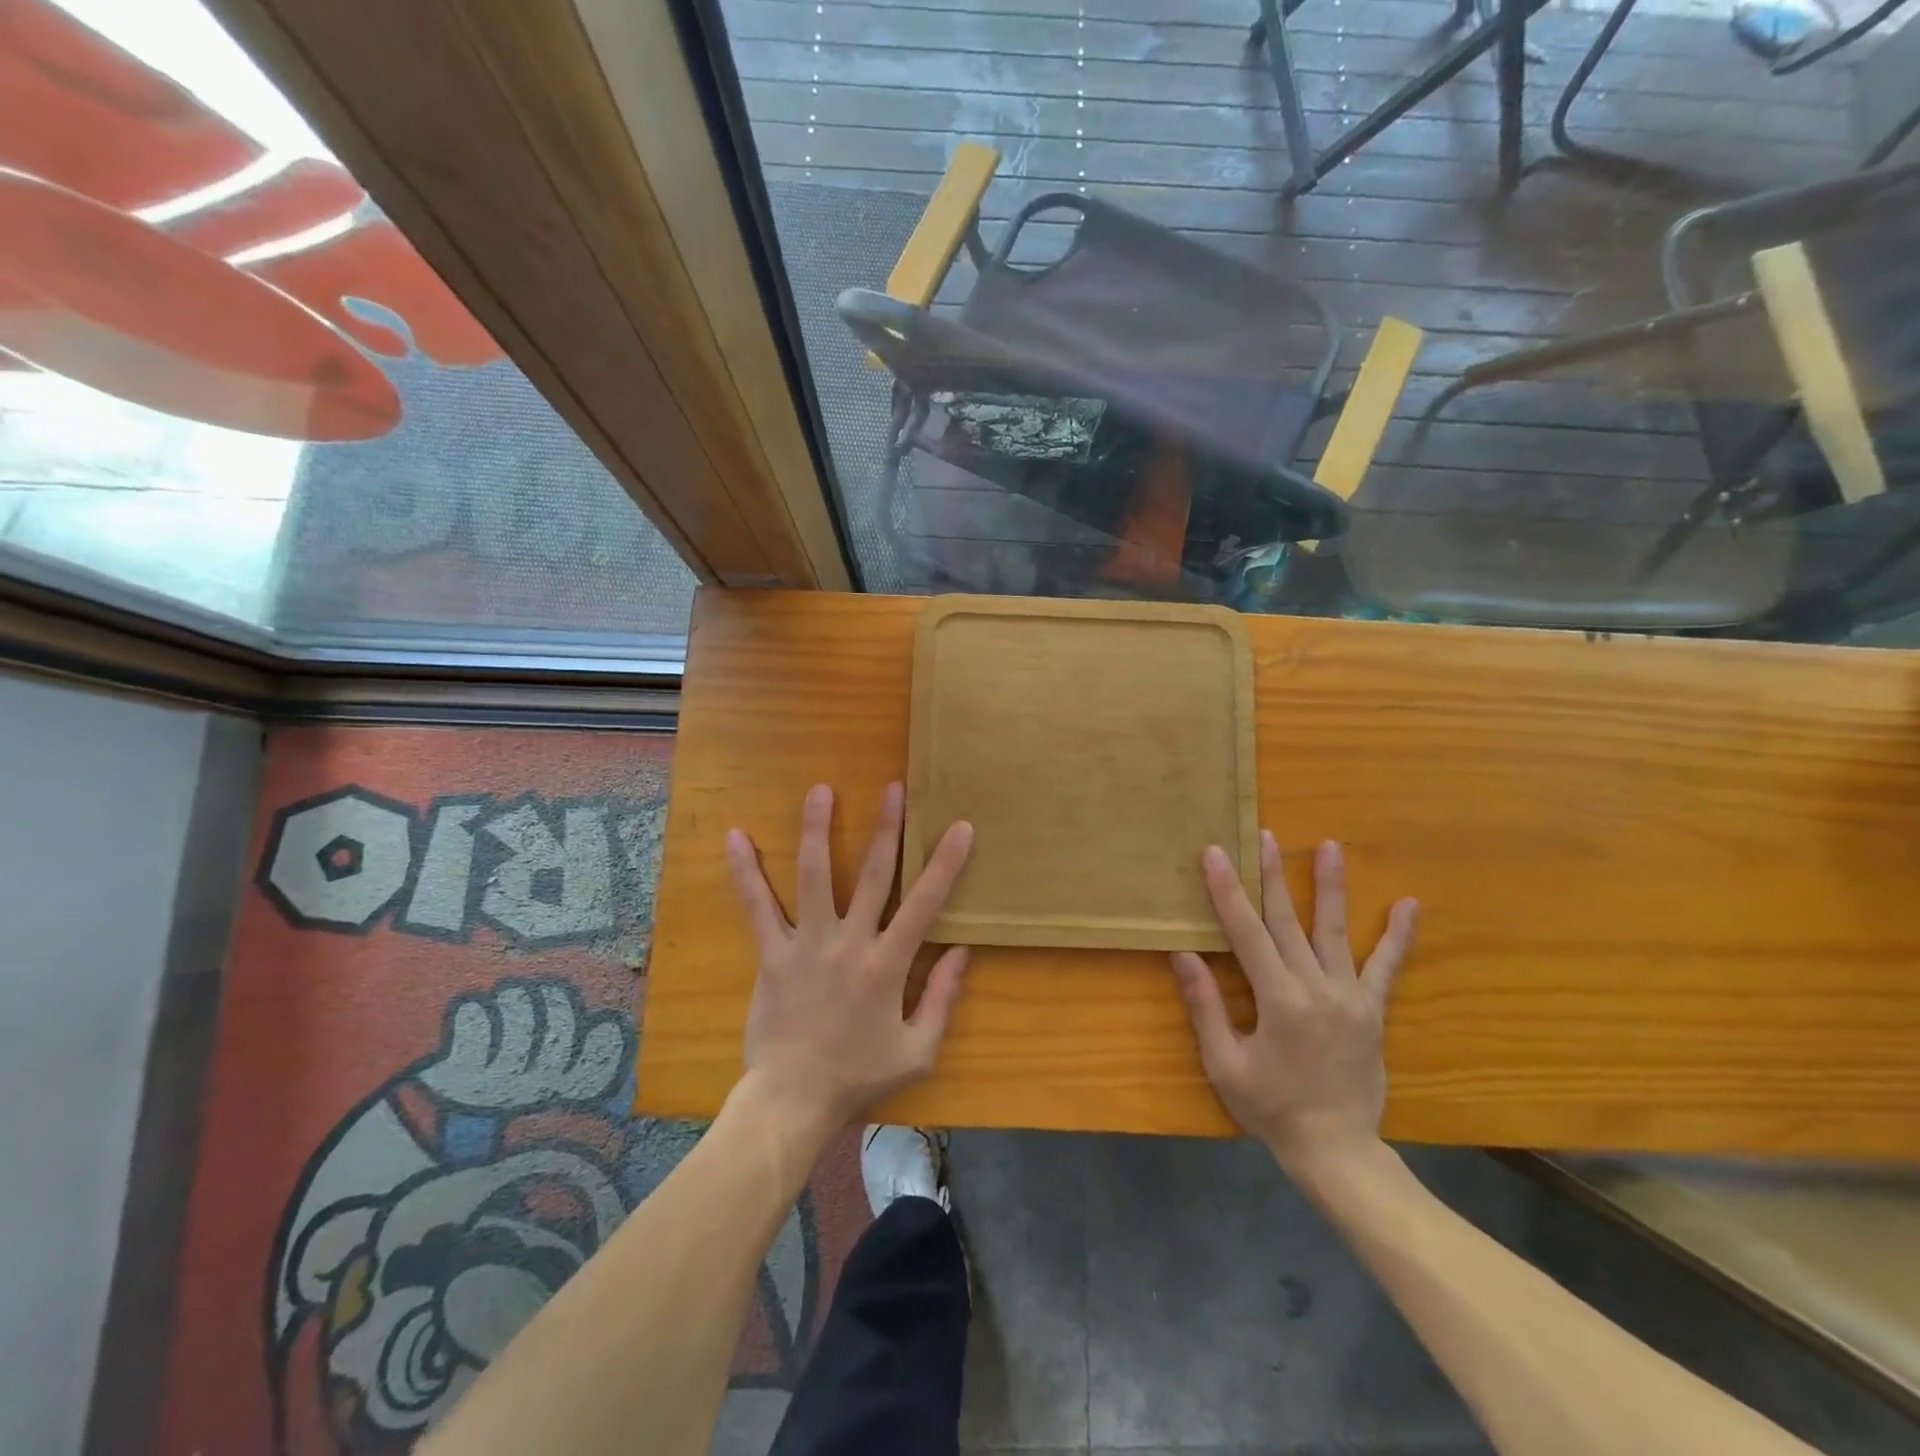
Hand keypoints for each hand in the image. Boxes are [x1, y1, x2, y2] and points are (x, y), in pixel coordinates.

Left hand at [727, 782, 973, 1134]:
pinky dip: (746, 872)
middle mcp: (849, 943)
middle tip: (894, 788)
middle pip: (871, 875)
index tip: (960, 826)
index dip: (945, 863)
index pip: (924, 904)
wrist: (793, 1101)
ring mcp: (806, 944)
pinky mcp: (772, 954)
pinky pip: (757, 907)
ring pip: (813, 876)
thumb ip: (942, 998)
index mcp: (887, 965)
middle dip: (887, 829)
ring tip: (820, 790)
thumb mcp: (918, 1050)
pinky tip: (735, 836)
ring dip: (817, 830)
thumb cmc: (859, 1076)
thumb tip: (962, 950)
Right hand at [1171, 833, 1416, 1176]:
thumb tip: (1184, 954)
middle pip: (1288, 920)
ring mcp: (1350, 997)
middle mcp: (1317, 988)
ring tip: (1330, 847)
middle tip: (1264, 835)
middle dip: (1272, 874)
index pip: (1246, 932)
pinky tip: (1410, 906)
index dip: (1228, 891)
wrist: (1336, 1150)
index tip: (1216, 854)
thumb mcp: (1225, 1063)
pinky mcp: (1371, 1011)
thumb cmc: (1271, 1108)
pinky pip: (1386, 968)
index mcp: (1278, 1000)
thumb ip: (1206, 1006)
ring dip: (1330, 887)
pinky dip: (1398, 936)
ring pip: (1335, 932)